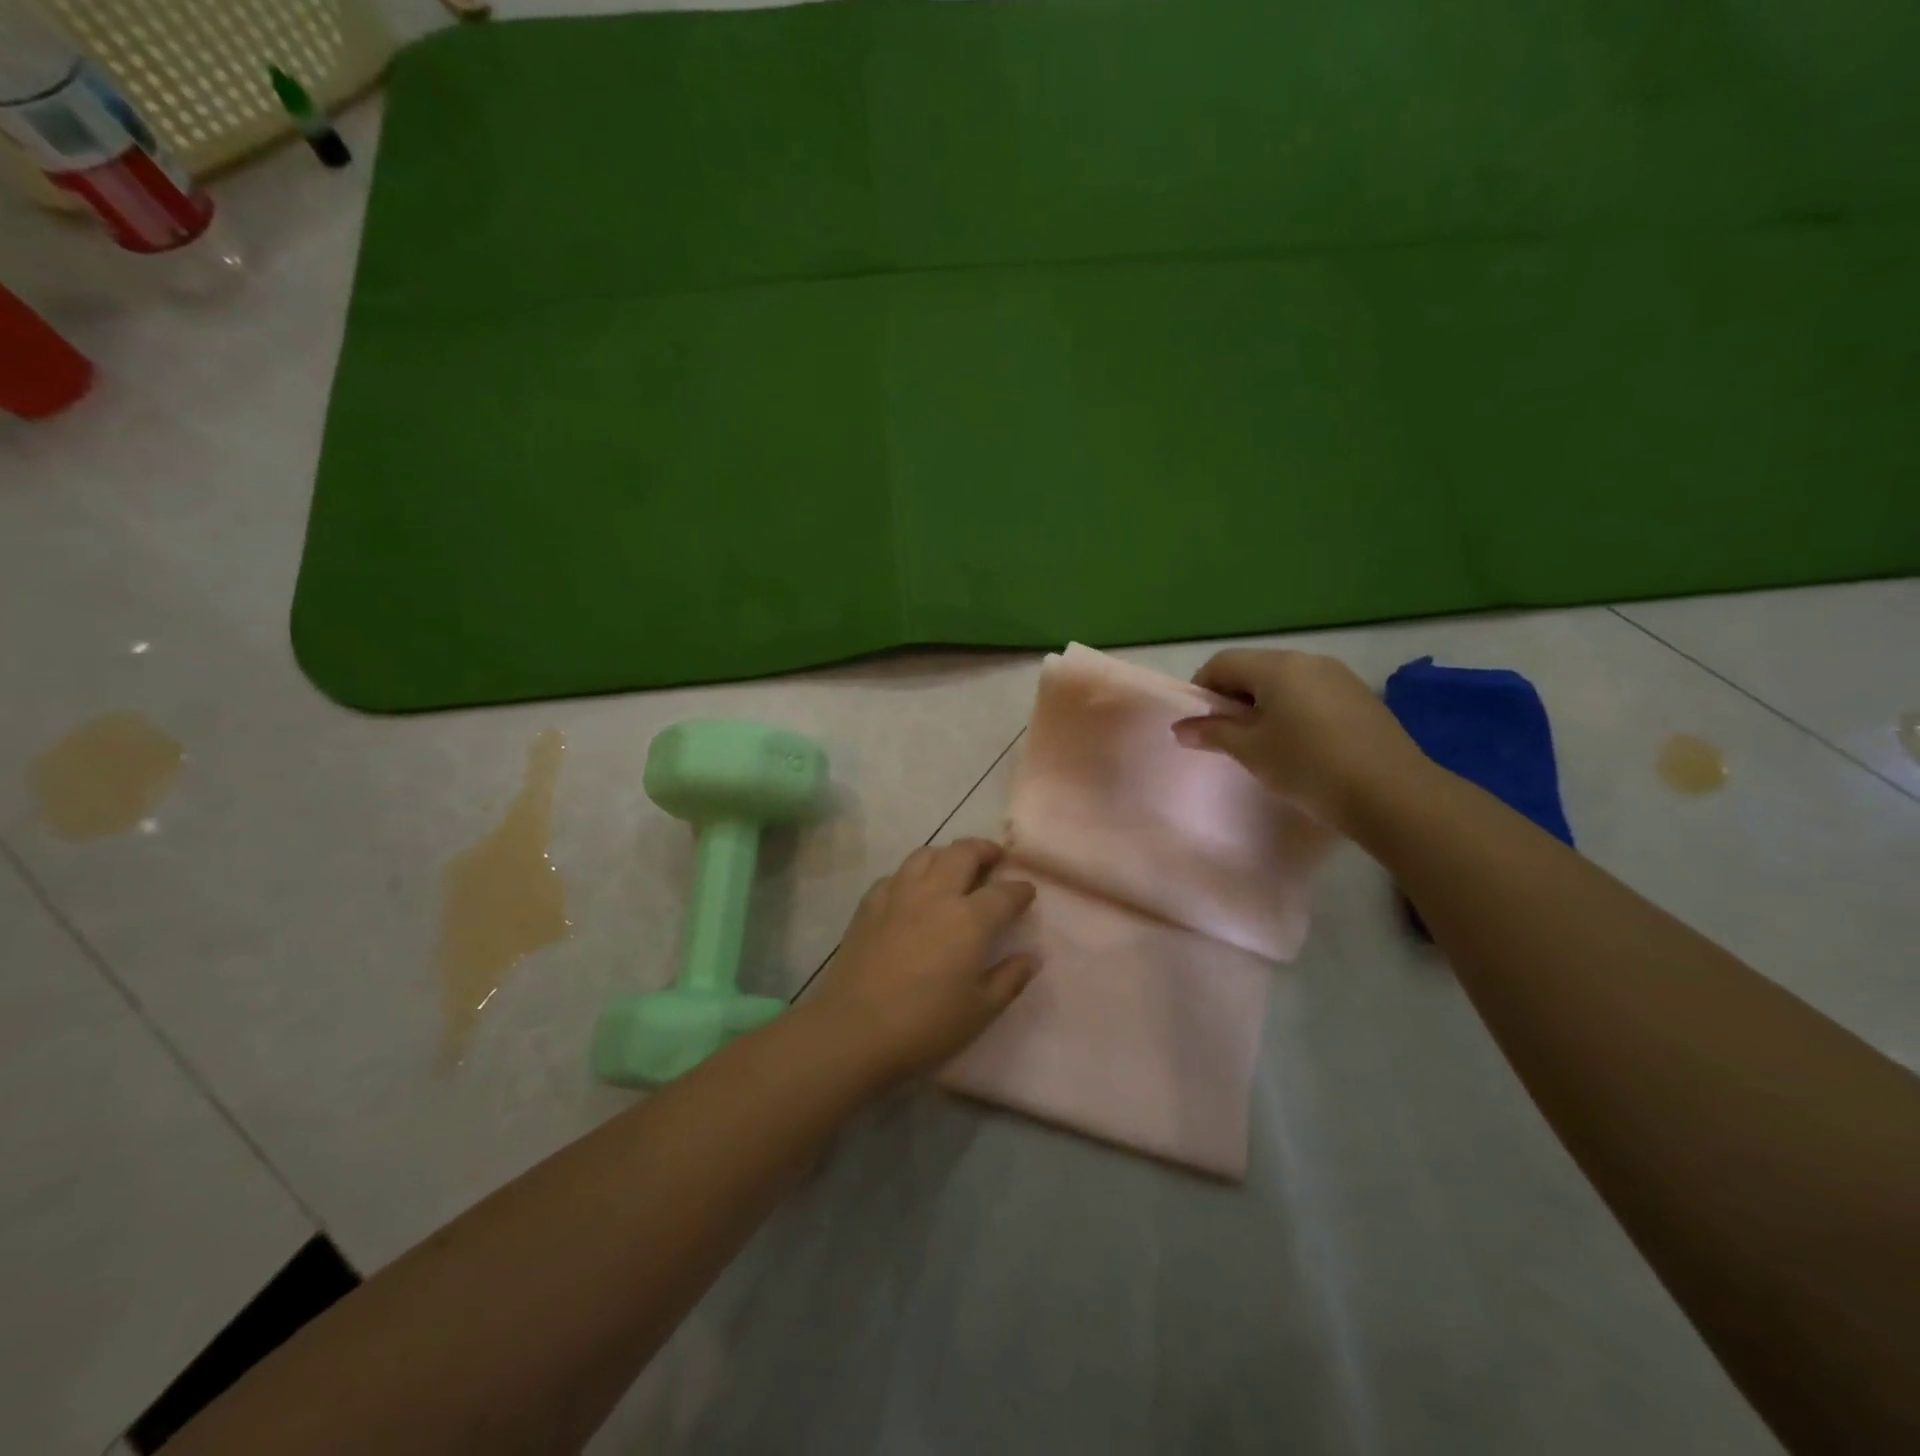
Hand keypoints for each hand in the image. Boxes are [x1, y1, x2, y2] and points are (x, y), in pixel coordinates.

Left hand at [808, 838, 1037, 1087]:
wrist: (854, 1030)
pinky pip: (895, 875)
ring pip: (926, 854)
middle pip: (964, 853)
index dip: (1021, 890)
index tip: (1027, 892)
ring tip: (954, 868)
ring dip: (947, 854)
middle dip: (985, 850)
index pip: (1004, 893)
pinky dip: (911, 875)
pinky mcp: (869, 905)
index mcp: (970, 919)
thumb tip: (1030, 958)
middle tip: (995, 859)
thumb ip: (1009, 979)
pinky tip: (913, 893)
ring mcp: (898, 895)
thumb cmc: (926, 1025)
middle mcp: (936, 894)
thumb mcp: (980, 1010)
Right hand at [1171, 649, 1430, 831]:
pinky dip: (1294, 712)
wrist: (1392, 793)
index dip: (1202, 689)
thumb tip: (1180, 728)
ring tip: (1263, 745)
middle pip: (1254, 669)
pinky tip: (1300, 746)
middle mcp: (1308, 660)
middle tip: (1228, 737)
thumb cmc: (1308, 766)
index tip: (1199, 724)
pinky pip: (1312, 694)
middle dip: (1233, 698)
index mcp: (1276, 666)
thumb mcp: (1251, 751)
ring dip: (1264, 706)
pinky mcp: (1361, 698)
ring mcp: (1339, 677)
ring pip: (1285, 682)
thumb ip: (1213, 733)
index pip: (1222, 663)